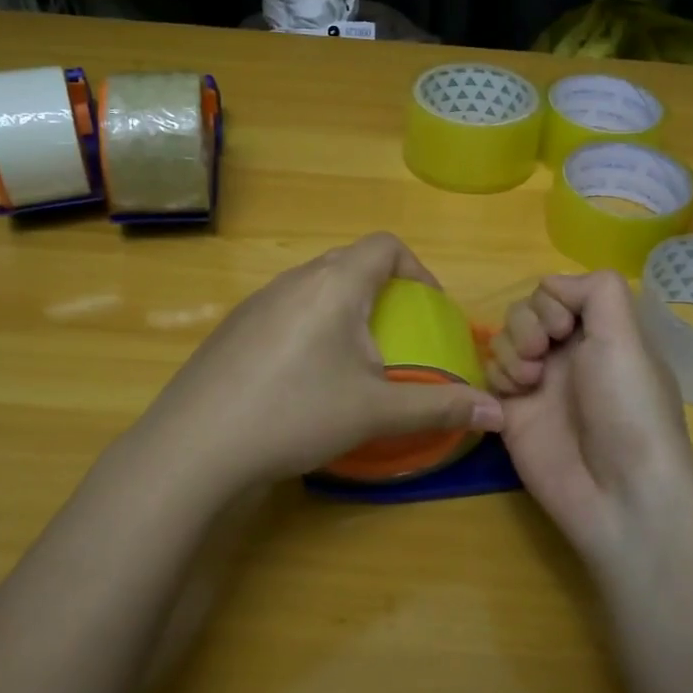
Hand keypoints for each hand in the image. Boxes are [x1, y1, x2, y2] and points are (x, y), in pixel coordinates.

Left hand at [132, 233, 502, 494]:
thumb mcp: (375, 412)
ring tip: (353, 358)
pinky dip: (310, 327)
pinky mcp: (232, 328)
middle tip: (397, 335)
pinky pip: (285, 310)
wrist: (195, 446)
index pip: (385, 246)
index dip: (417, 269)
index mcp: (334, 284)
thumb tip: (497, 413)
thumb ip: (440, 406)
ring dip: (344, 309)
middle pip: (350, 262)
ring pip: (315, 286)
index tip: (429, 308)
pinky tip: (303, 378)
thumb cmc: (296, 414)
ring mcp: (257, 302)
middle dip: (382, 291)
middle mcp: (294, 280)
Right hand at [488, 271, 692, 568]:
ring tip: (530, 382)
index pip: (555, 290)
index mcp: (600, 332)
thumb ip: (596, 290)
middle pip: (524, 311)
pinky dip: (496, 378)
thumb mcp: (627, 336)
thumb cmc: (628, 407)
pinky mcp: (511, 413)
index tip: (563, 327)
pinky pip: (488, 375)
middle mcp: (568, 352)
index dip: (550, 301)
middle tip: (542, 354)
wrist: (617, 491)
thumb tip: (554, 287)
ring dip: (511, 350)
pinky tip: (513, 399)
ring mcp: (538, 383)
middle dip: (527, 324)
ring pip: (503, 339)